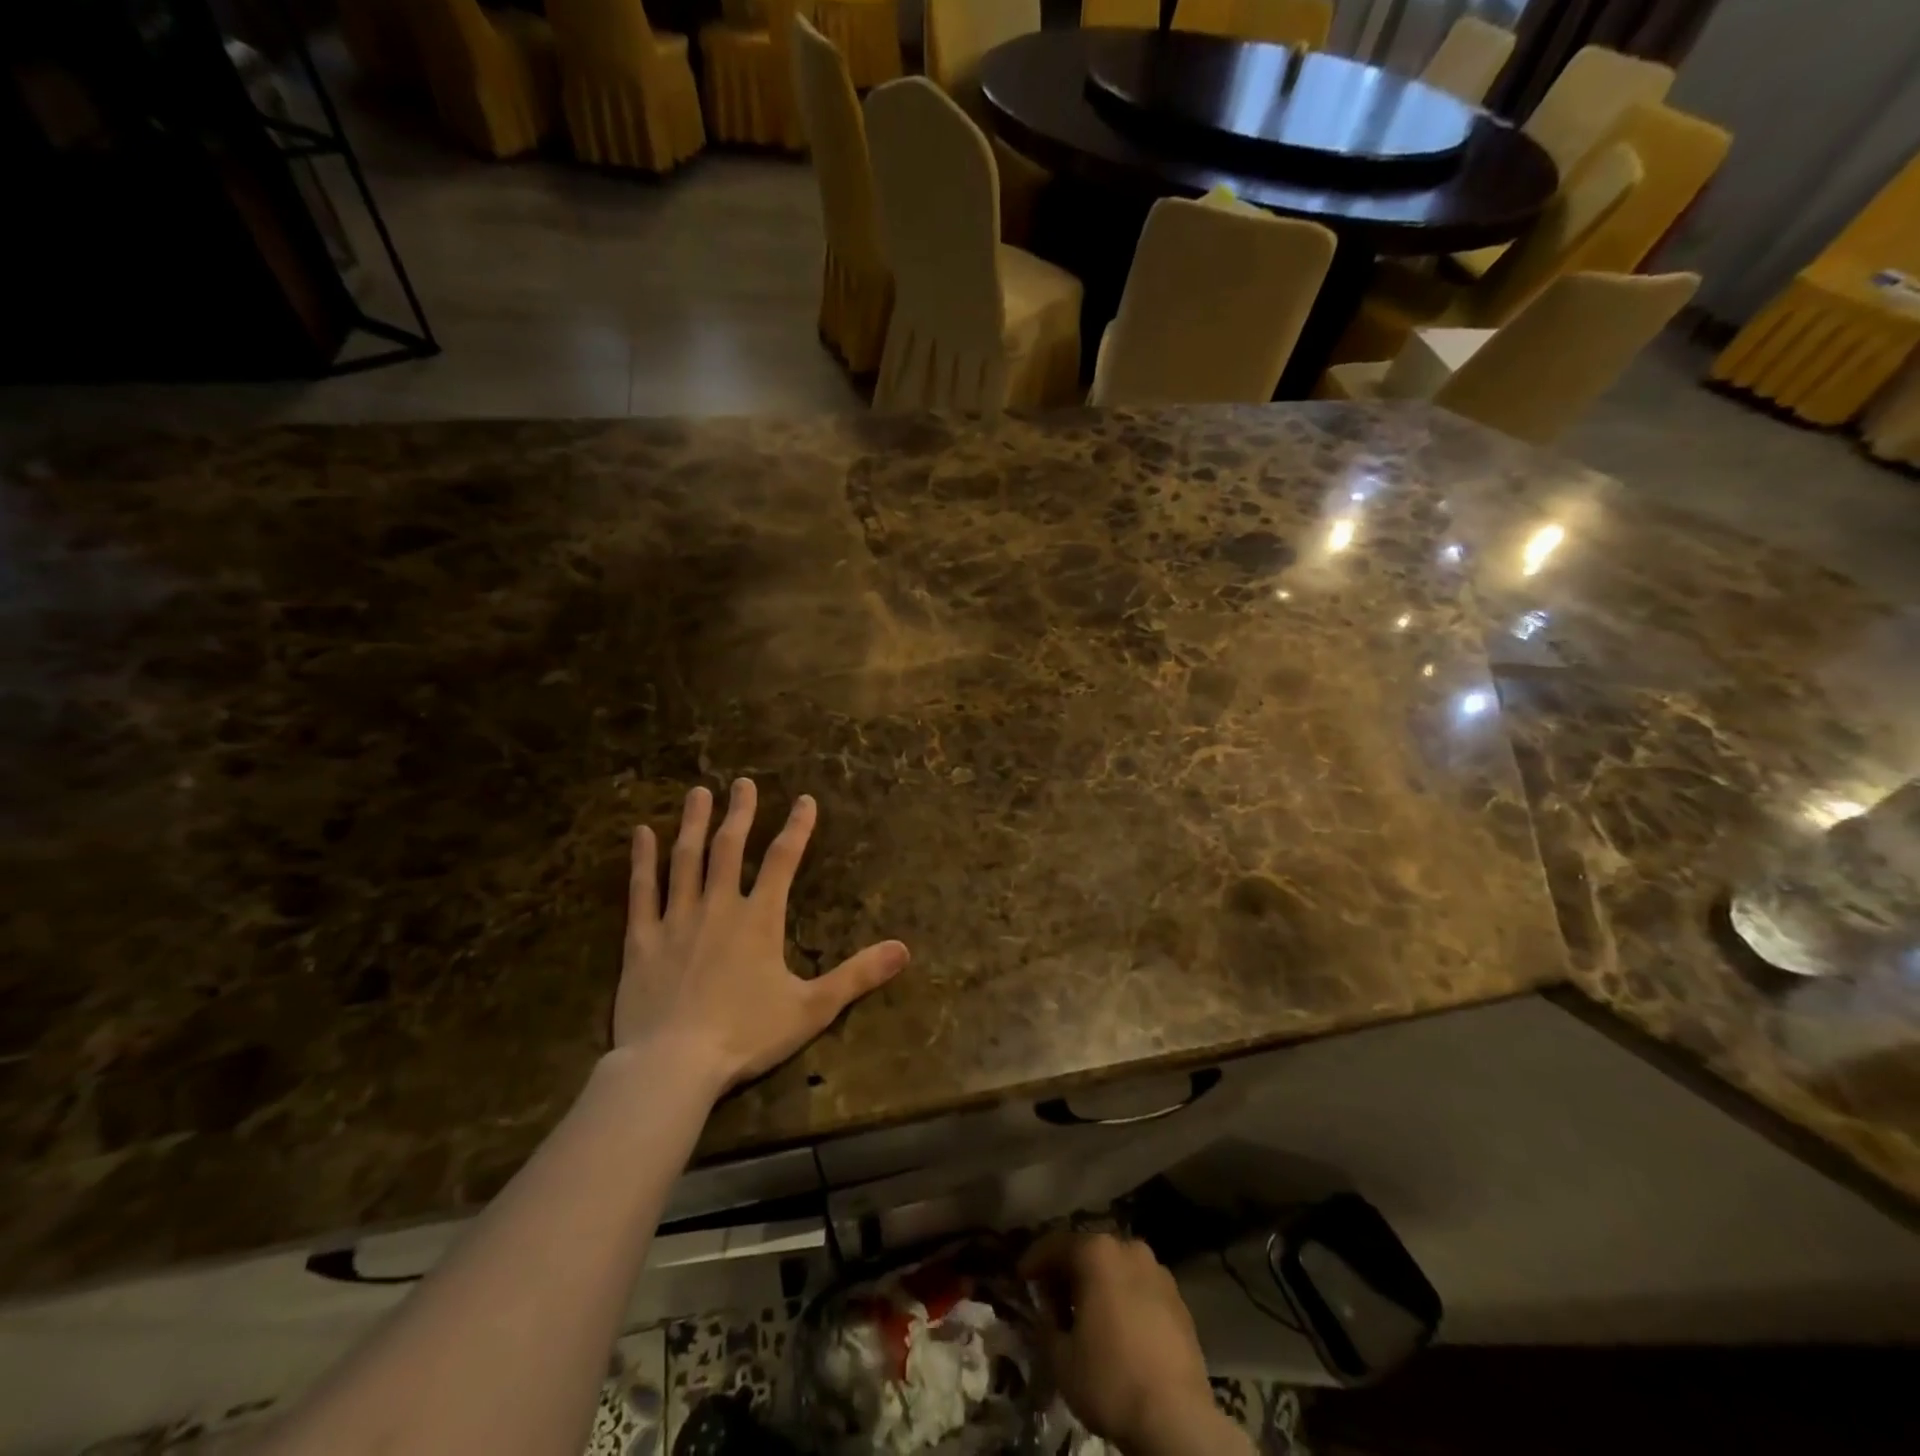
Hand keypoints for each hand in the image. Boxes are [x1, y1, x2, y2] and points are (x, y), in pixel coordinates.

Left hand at [614, 779, 909, 1092]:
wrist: (672, 1065)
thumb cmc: (746, 1035)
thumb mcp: (812, 1008)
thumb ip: (857, 975)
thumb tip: (904, 949)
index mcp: (759, 920)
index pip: (783, 860)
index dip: (797, 827)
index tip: (804, 800)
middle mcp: (718, 907)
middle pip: (730, 849)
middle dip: (740, 813)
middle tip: (742, 783)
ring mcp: (676, 920)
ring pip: (685, 860)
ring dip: (693, 824)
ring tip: (698, 793)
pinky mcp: (641, 940)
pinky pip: (641, 891)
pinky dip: (641, 861)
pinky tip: (640, 834)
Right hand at [1022, 1233, 1241, 1455]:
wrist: (1177, 1419)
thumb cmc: (1110, 1379)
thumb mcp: (1060, 1357)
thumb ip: (1046, 1324)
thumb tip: (1047, 1312)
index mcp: (1097, 1252)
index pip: (1056, 1244)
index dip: (1034, 1261)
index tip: (1021, 1277)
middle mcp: (1128, 1248)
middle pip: (1089, 1251)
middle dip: (1068, 1271)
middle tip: (1052, 1298)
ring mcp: (1158, 1272)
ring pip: (1118, 1268)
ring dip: (1098, 1283)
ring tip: (1086, 1314)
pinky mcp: (1179, 1300)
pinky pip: (1140, 1288)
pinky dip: (1124, 1298)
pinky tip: (1118, 1327)